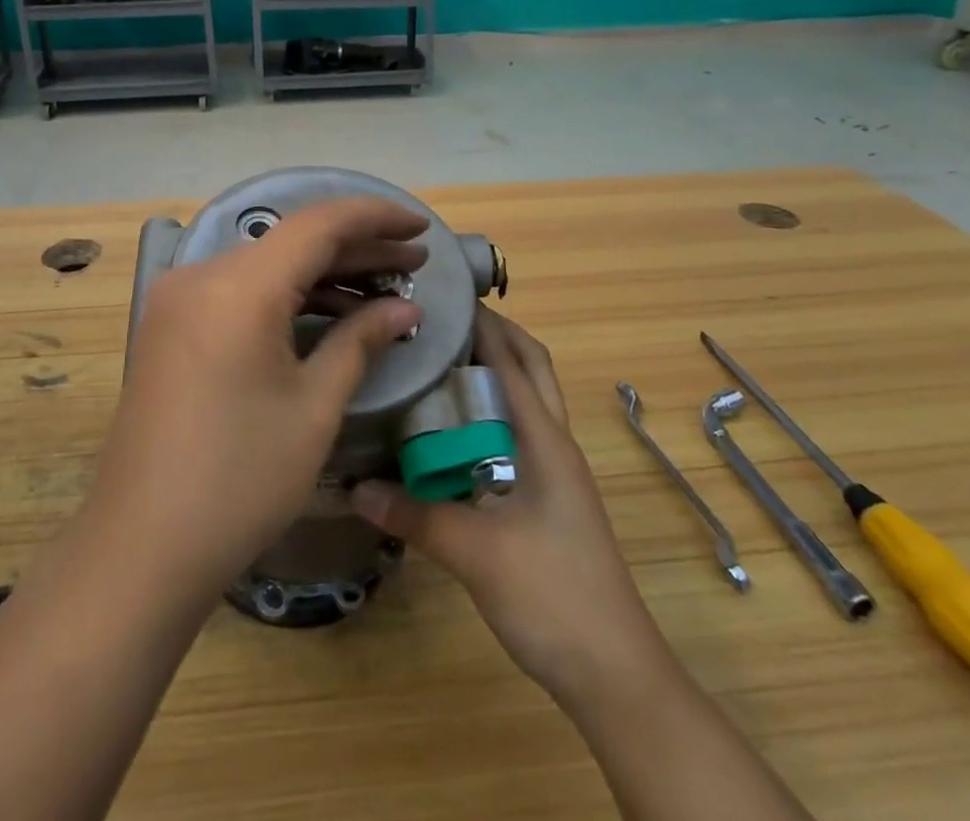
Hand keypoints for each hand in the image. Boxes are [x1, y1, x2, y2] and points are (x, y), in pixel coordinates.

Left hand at [88, 196, 426, 596]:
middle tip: (413, 265)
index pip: (318, 224)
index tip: (421, 228)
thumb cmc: (240, 480)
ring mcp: (179, 300)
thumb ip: (361, 341)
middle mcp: (202, 275)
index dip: (375, 218)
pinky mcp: (171, 326)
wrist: (141, 549)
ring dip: (323, 273)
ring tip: (383, 289)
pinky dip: (286, 296)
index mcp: (239, 286)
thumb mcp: (314, 407)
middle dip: (356, 248)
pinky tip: (328, 312)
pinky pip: (240, 291)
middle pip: (291, 242)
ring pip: (266, 266)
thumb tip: (405, 310)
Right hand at [352, 307, 664, 704]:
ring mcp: (556, 474)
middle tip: (443, 323)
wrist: (614, 674)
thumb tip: (355, 487)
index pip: (514, 360)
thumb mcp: (475, 552)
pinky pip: (518, 436)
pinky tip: (452, 434)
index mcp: (545, 440)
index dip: (484, 323)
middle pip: (531, 369)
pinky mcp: (549, 500)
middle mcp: (555, 445)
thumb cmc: (552, 596)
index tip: (444, 296)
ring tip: (440, 363)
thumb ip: (415, 515)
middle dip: (495, 336)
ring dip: (493, 374)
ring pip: (526, 402)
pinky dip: (490, 416)